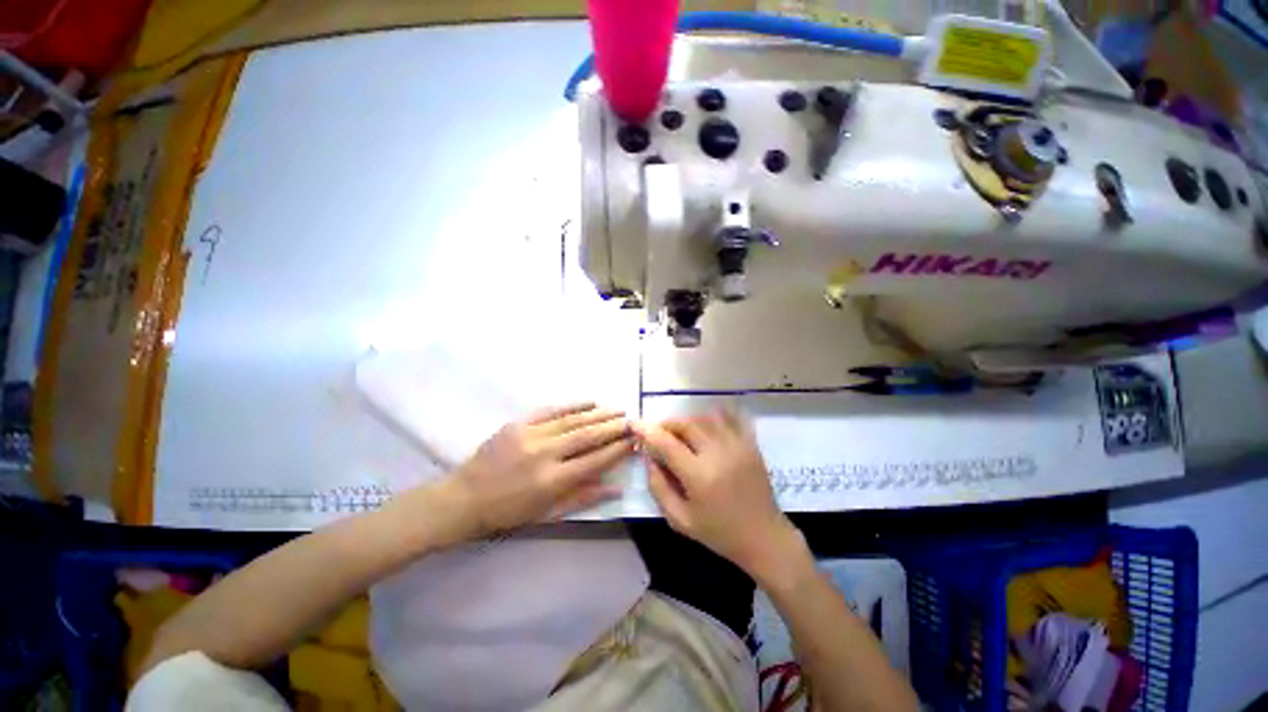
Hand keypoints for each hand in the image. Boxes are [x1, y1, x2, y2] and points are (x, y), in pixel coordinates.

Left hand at [447, 403, 633, 536]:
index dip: (618, 449)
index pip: (595, 460)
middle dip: (613, 427)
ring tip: (617, 410)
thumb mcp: (547, 514)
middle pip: (587, 436)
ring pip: (572, 420)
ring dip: (598, 414)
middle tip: (631, 421)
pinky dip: (573, 405)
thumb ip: (583, 498)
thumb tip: (617, 488)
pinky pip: (551, 410)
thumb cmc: (508, 513)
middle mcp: (544, 454)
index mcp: (552, 481)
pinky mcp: (517, 424)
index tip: (634, 440)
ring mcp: (530, 435)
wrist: (464, 498)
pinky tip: (590, 401)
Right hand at [637, 411, 802, 578]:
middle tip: (660, 433)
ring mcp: (737, 446)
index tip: (636, 425)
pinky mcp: (750, 445)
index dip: (648, 431)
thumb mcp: (679, 519)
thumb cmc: (718, 533)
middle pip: (687, 425)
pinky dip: (716, 415)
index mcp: (699, 476)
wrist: (763, 537)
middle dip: (668, 425)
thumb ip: (658, 487)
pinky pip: (731, 419)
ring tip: (681, 433)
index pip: (666, 443)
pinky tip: (708, 421)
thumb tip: (648, 457)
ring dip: (688, 421)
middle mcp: (718, 454)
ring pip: (706, 419)